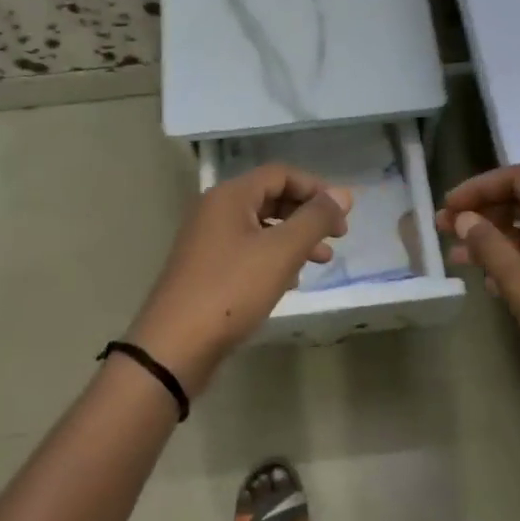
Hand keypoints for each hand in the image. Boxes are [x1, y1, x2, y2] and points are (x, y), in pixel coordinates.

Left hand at [124, 164, 351, 391]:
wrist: (175, 346)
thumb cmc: (231, 290)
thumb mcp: (281, 252)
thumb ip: (315, 220)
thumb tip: (344, 194)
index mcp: (230, 196)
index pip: (280, 174)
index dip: (316, 189)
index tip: (342, 215)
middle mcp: (215, 211)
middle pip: (270, 198)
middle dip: (307, 215)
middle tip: (337, 238)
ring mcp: (207, 241)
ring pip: (260, 228)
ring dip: (294, 239)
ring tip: (321, 262)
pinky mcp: (206, 269)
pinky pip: (247, 251)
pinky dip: (273, 259)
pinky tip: (290, 282)